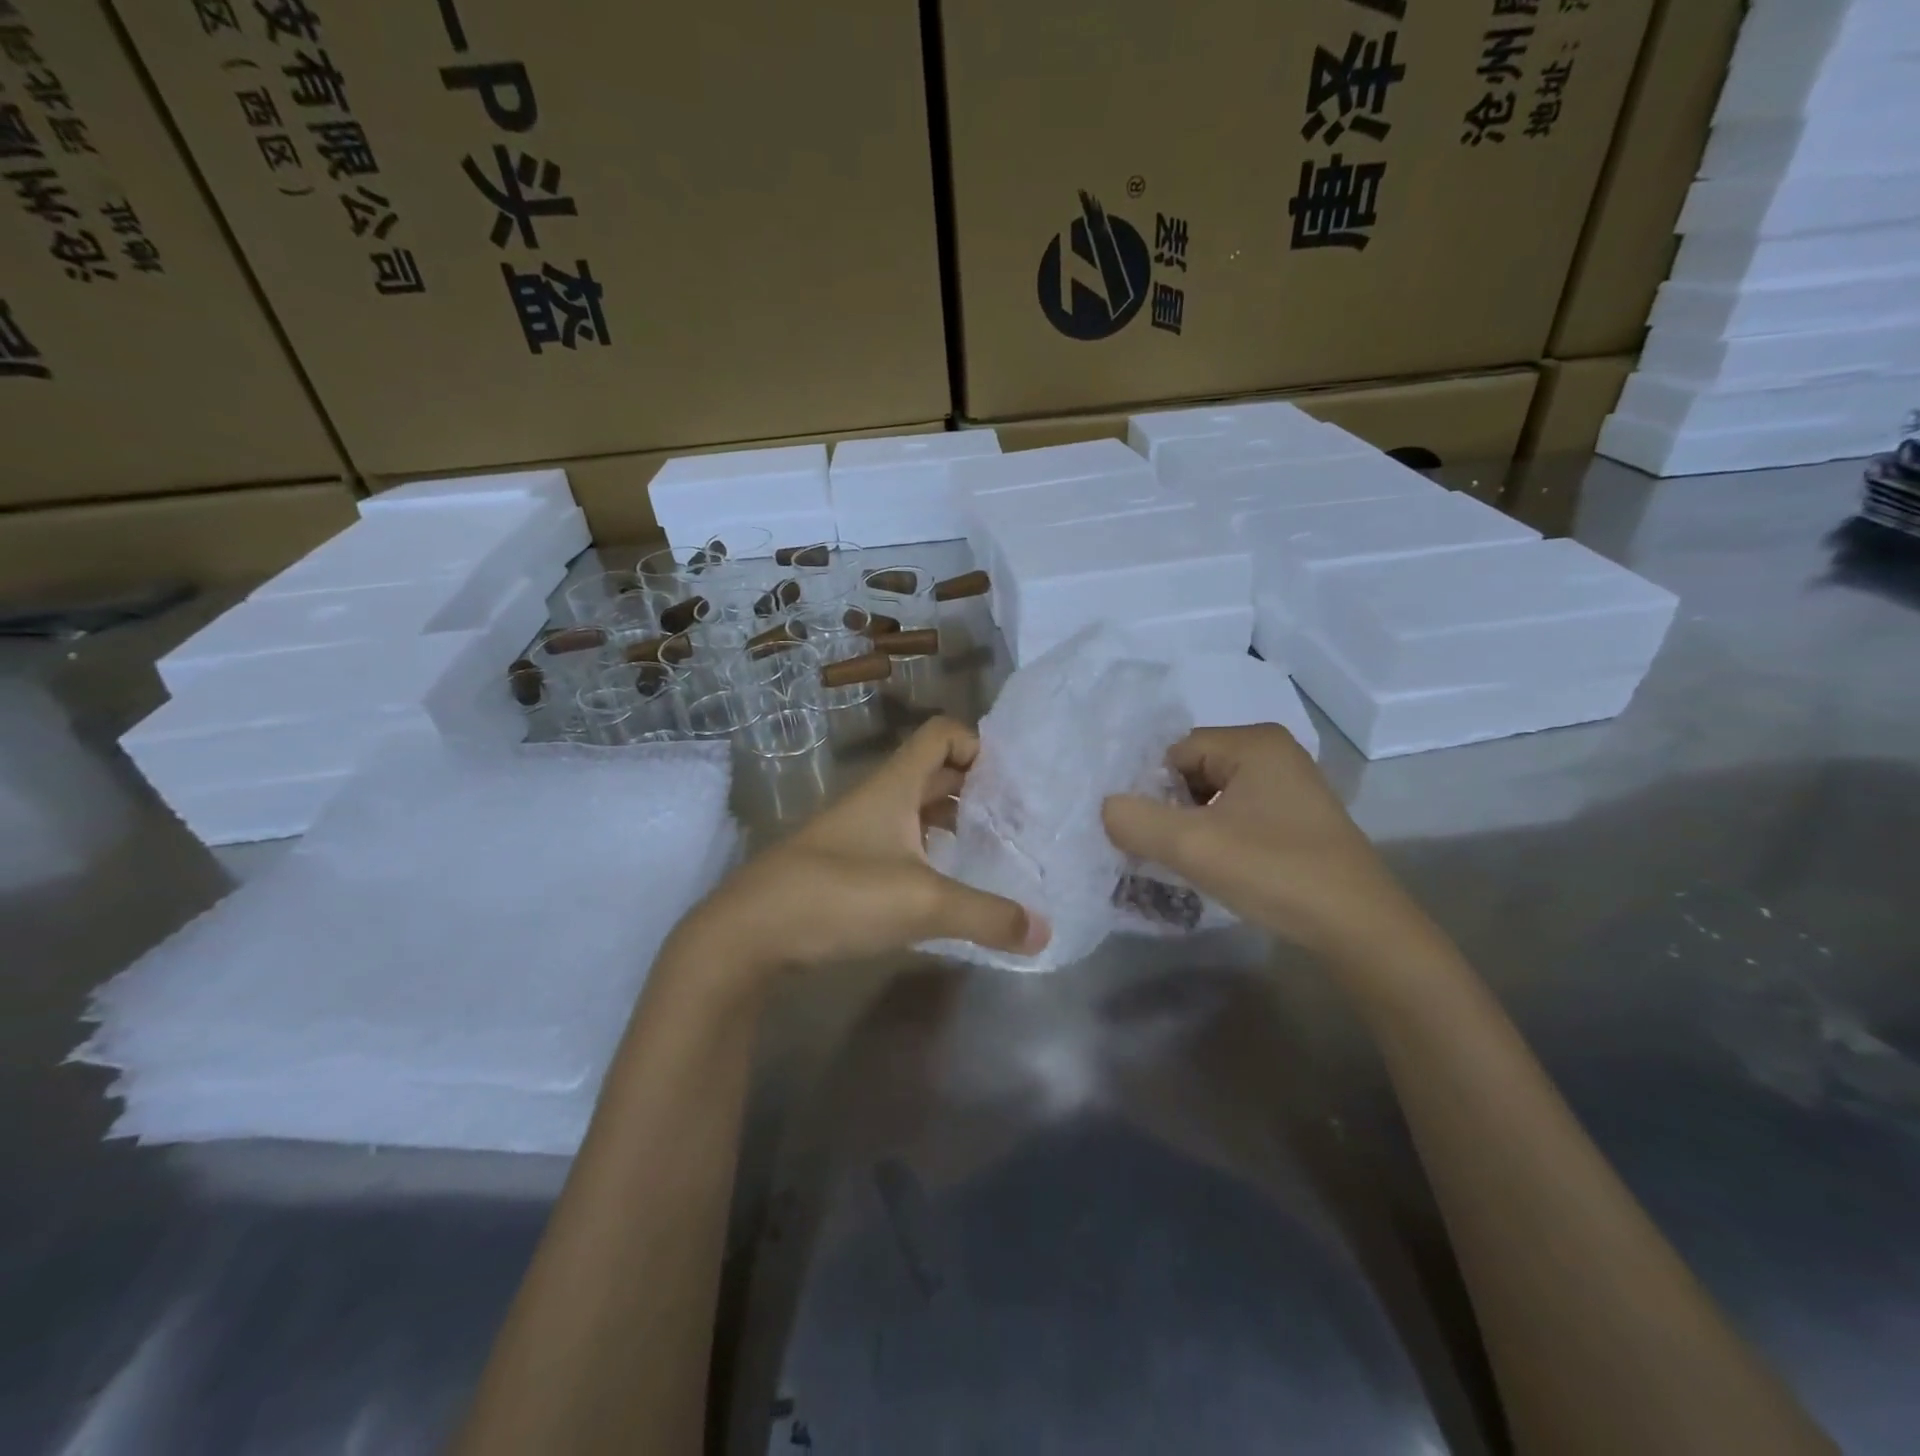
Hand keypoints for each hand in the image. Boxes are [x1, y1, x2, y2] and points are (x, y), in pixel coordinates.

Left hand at [673, 718, 1048, 986]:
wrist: (748, 933)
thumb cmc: (837, 896)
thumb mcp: (922, 904)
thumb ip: (987, 916)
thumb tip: (1044, 932)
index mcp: (894, 787)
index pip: (941, 735)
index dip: (978, 745)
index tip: (1013, 783)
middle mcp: (877, 800)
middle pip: (934, 774)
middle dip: (977, 789)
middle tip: (1018, 820)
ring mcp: (858, 834)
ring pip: (916, 812)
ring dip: (953, 824)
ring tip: (993, 854)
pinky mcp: (845, 868)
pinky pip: (900, 847)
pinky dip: (930, 856)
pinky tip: (948, 888)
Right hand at [1102, 724, 1423, 960]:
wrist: (1360, 929)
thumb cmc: (1276, 873)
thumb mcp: (1193, 846)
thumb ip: (1135, 820)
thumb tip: (1105, 807)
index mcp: (1253, 742)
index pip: (1173, 752)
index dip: (1151, 792)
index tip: (1144, 833)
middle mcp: (1273, 752)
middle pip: (1191, 771)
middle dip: (1170, 810)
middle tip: (1162, 851)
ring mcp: (1289, 784)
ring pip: (1212, 796)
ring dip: (1191, 827)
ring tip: (1185, 863)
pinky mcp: (1296, 816)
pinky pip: (1236, 813)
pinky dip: (1217, 836)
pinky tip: (1216, 867)